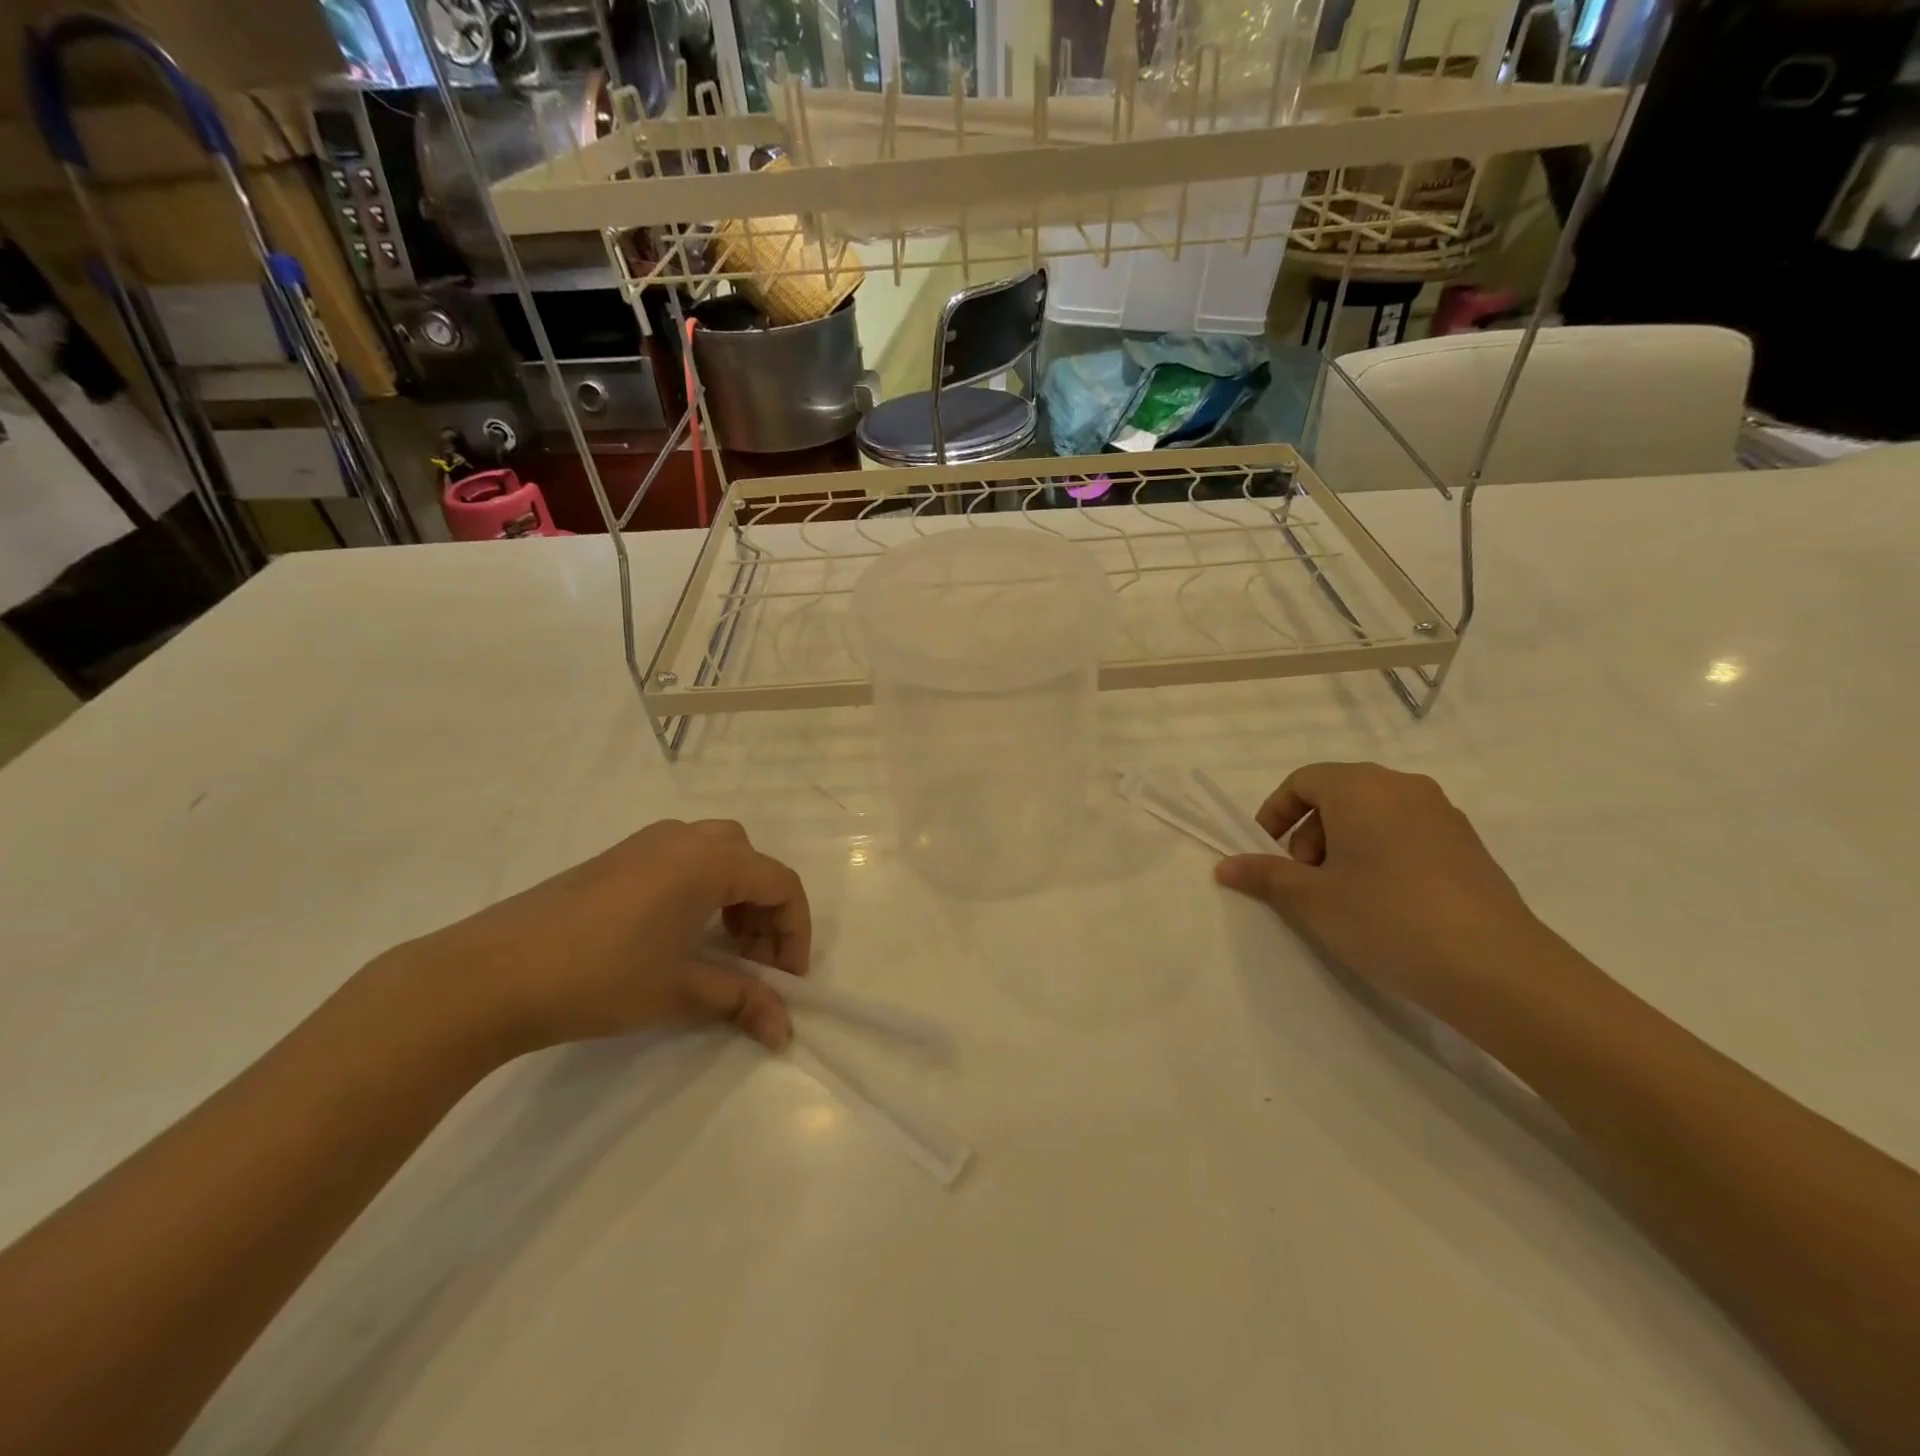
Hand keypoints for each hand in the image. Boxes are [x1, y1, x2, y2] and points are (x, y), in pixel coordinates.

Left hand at [388, 819, 811, 1057]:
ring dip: (735, 899)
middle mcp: (683, 838)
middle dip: (765, 912)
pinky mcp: (617, 858)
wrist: (490, 975)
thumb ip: (742, 1001)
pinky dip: (701, 891)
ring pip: (717, 856)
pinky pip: (682, 860)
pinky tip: (678, 936)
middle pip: (751, 863)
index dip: (795, 932)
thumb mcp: (680, 991)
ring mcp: (646, 843)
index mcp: (708, 861)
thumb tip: (785, 1030)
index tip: (788, 980)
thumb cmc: (600, 977)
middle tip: (755, 962)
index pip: (780, 884)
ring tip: (721, 951)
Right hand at [1213, 762, 1544, 1014]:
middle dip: (1309, 833)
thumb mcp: (1311, 899)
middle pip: (1338, 795)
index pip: (1303, 781)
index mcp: (1360, 787)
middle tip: (1305, 881)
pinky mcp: (1468, 845)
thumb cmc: (1385, 917)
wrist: (1495, 967)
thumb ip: (1265, 875)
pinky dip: (1381, 855)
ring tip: (1343, 896)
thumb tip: (1225, 866)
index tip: (1267, 854)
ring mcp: (1443, 814)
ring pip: (1374, 815)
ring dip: (1344, 846)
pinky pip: (1407, 834)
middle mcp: (1403, 787)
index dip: (1275, 814)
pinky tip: (1386, 904)